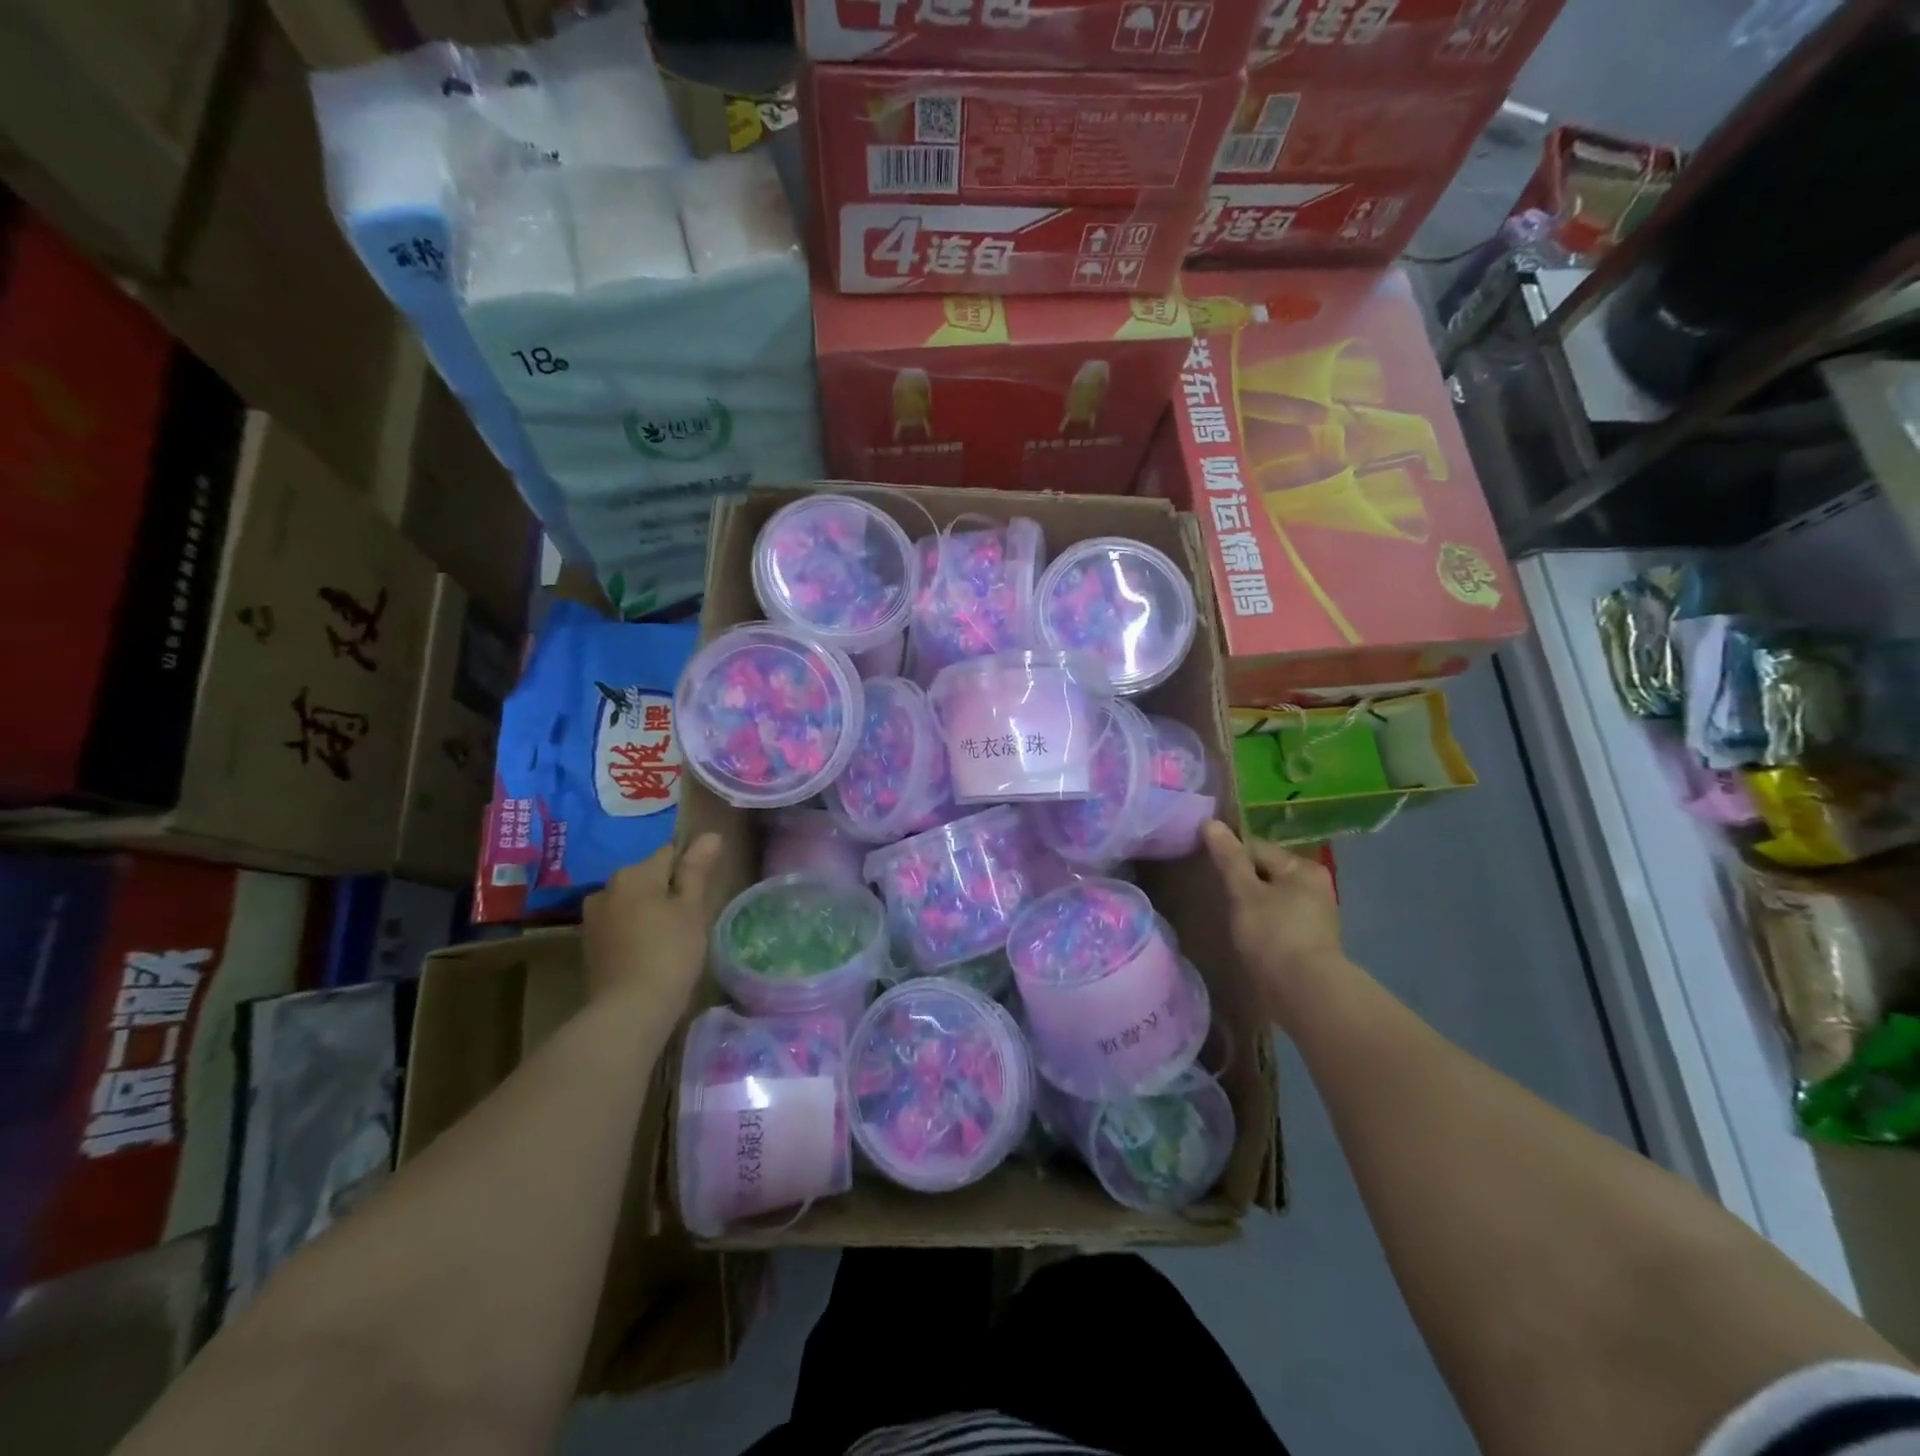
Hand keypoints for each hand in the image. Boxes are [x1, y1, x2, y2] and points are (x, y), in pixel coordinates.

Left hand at [581, 834, 723, 1011]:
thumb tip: (710, 835)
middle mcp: (607, 887)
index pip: (670, 853)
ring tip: (673, 938)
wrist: (629, 1011)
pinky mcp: (590, 945)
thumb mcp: (692, 908)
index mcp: (634, 873)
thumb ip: (697, 869)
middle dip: (669, 891)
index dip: (691, 870)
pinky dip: (637, 931)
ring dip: (651, 911)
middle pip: (649, 877)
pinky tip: (651, 952)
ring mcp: (594, 918)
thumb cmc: (669, 952)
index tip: (704, 894)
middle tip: (692, 919)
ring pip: (634, 902)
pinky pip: (621, 925)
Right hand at [1204, 821, 1349, 1027]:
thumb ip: (1229, 858)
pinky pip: (1277, 921)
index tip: (1206, 865)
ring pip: (1271, 898)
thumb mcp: (1244, 892)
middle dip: (1241, 880)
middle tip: (1215, 893)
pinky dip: (1261, 923)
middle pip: (1266, 873)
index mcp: (1302, 868)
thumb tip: (1211, 822)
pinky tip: (1246, 934)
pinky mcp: (1309, 942)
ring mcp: (1314, 916)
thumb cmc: (1273, 934)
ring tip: (1227, 914)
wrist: (1305, 992)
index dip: (1230, 854)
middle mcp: (1314, 886)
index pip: (1257, 848)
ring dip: (1250, 903)